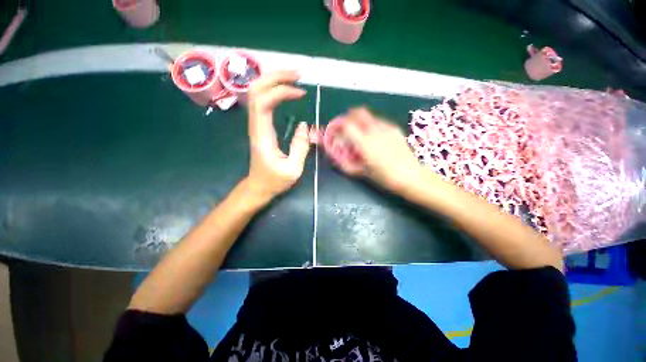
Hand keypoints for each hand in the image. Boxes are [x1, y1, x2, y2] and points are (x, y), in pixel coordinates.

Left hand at [245, 70, 310, 200]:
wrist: (258, 187)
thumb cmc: (275, 180)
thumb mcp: (293, 169)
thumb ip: (300, 146)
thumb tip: (304, 125)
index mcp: (262, 135)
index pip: (264, 102)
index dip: (281, 91)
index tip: (301, 93)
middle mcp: (255, 125)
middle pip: (256, 90)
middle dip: (276, 76)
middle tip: (298, 74)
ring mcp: (256, 125)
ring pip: (257, 93)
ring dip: (274, 81)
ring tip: (294, 78)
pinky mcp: (260, 127)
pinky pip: (262, 101)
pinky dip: (274, 91)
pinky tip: (286, 90)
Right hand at [339, 108, 424, 191]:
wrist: (411, 176)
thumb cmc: (384, 177)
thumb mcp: (361, 172)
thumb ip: (344, 161)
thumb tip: (333, 153)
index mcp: (365, 143)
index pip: (346, 124)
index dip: (337, 126)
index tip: (335, 132)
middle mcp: (375, 130)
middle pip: (357, 112)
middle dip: (347, 118)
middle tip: (345, 129)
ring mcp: (386, 127)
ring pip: (368, 116)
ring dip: (359, 122)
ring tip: (360, 136)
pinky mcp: (394, 128)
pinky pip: (378, 121)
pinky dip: (370, 125)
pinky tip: (374, 138)